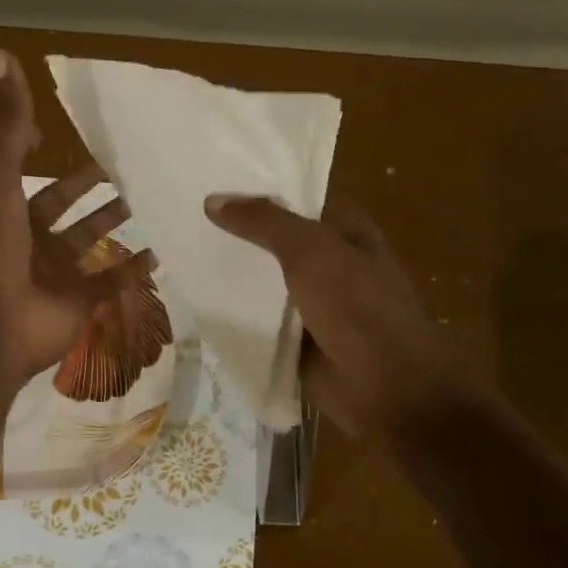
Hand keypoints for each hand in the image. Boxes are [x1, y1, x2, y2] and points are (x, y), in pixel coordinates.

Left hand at [0, 50, 153, 384]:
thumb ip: (4, 123)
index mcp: (3, 209)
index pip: (26, 173)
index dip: (42, 152)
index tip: (75, 132)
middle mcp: (28, 239)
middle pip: (66, 208)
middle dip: (94, 189)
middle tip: (131, 164)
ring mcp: (54, 274)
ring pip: (92, 243)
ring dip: (117, 224)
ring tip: (153, 198)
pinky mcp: (79, 303)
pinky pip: (112, 283)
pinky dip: (134, 269)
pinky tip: (163, 248)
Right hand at [204, 194, 467, 435]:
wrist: (385, 384)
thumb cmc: (356, 304)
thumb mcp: (311, 250)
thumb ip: (264, 222)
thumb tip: (212, 201)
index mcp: (346, 232)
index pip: (298, 200)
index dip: (260, 190)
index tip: (212, 183)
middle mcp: (331, 265)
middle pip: (277, 243)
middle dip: (238, 235)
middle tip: (184, 220)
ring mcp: (314, 306)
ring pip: (266, 285)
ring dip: (233, 279)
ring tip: (182, 259)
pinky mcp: (298, 342)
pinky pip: (261, 324)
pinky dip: (236, 318)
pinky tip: (196, 307)